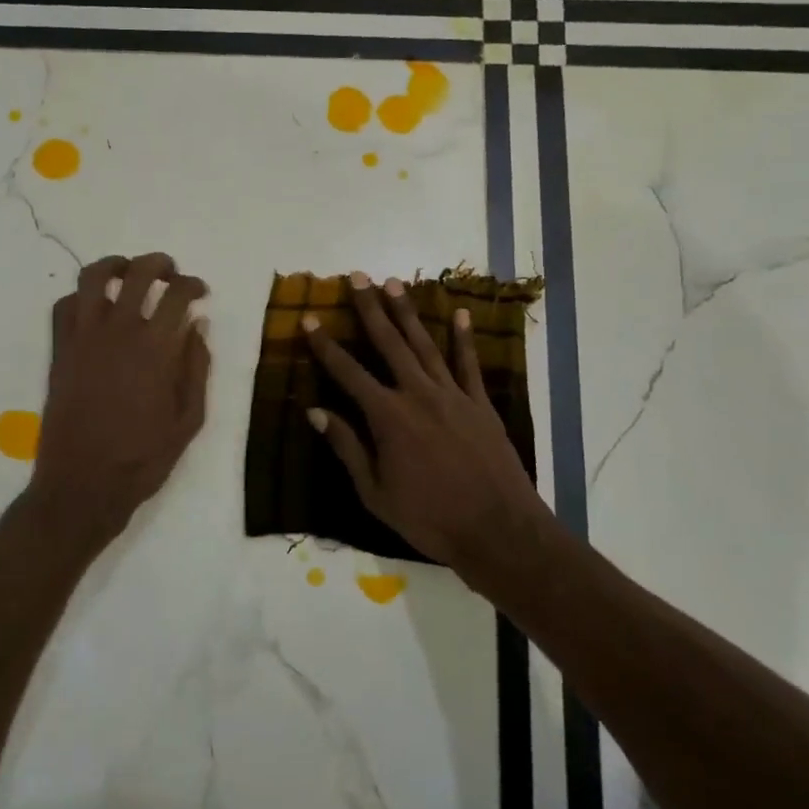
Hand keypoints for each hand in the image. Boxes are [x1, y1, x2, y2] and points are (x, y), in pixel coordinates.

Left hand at [29, 253, 210, 549]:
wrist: (83, 486)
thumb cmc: (143, 458)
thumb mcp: (189, 419)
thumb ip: (196, 367)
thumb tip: (197, 325)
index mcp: (156, 348)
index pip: (177, 294)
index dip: (193, 284)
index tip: (200, 291)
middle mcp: (118, 332)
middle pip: (137, 273)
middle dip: (158, 264)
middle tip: (169, 272)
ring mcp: (82, 339)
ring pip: (92, 278)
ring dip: (114, 265)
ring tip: (127, 272)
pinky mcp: (59, 351)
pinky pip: (63, 307)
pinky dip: (80, 297)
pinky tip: (94, 308)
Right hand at [302, 272, 549, 586]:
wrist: (498, 530)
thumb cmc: (430, 519)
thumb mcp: (375, 492)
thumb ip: (347, 447)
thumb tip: (316, 412)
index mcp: (388, 417)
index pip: (348, 372)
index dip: (325, 345)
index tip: (309, 319)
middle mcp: (418, 394)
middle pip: (388, 344)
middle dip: (370, 309)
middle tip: (358, 277)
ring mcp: (453, 395)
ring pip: (425, 345)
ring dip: (408, 313)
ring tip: (393, 284)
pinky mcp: (480, 404)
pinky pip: (469, 364)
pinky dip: (463, 338)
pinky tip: (459, 313)